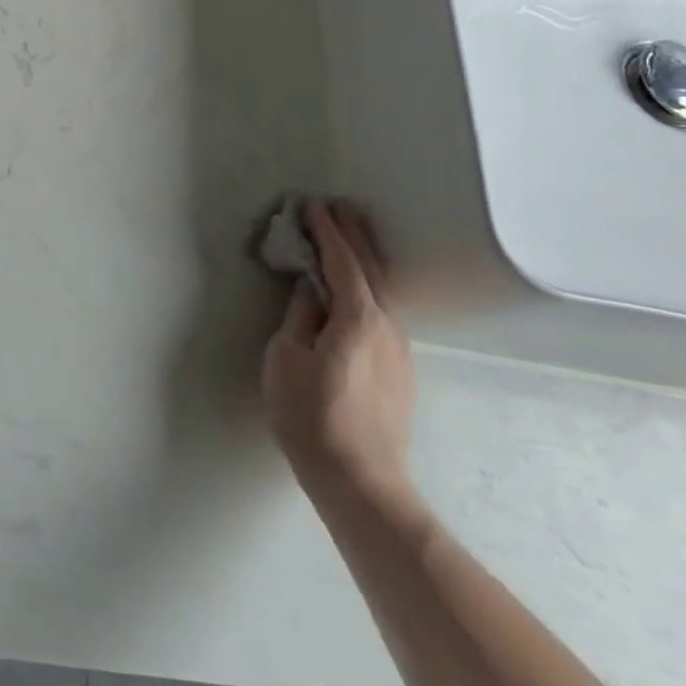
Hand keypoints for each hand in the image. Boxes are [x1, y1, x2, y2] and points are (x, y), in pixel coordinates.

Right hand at [261, 200, 415, 506]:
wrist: (360, 479)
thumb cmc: (310, 415)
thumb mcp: (286, 358)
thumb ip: (299, 317)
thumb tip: (310, 290)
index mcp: (357, 317)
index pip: (342, 261)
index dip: (327, 231)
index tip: (313, 205)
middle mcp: (387, 325)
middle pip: (372, 269)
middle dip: (355, 235)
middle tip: (341, 206)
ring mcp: (399, 348)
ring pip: (382, 291)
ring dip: (364, 259)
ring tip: (350, 237)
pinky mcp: (399, 369)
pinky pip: (382, 313)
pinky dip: (368, 287)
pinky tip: (359, 291)